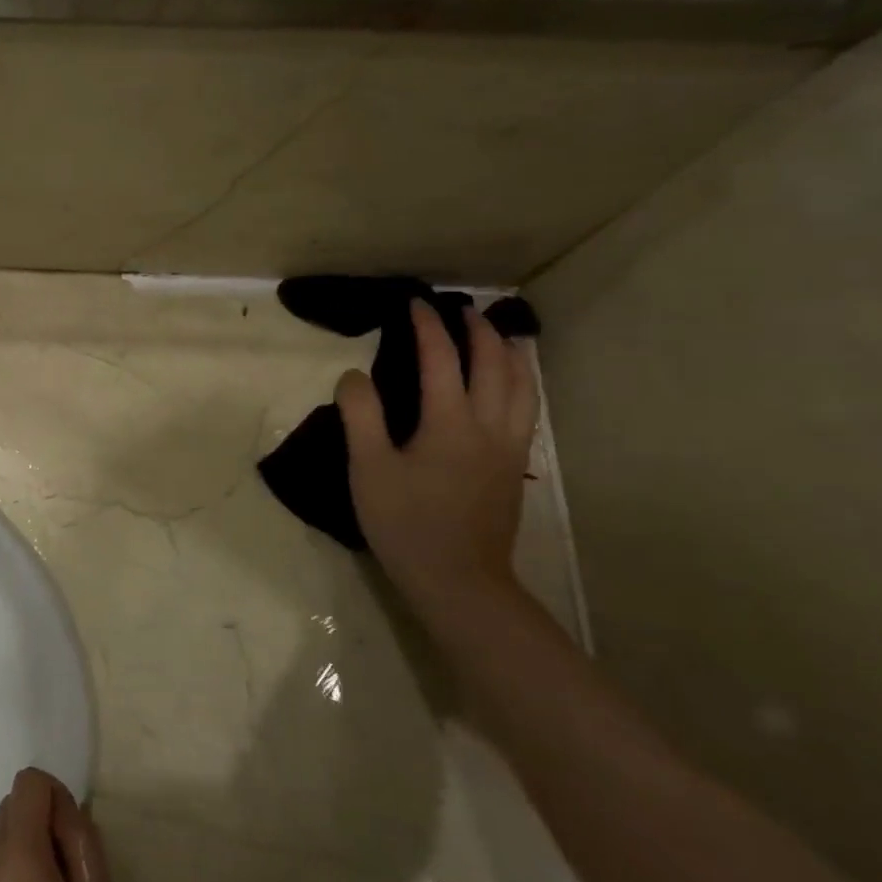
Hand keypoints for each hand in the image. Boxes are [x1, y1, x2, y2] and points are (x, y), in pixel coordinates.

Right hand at [336, 301, 538, 620]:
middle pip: (494, 365)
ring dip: (511, 354)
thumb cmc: (405, 522)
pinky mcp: (514, 468)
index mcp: (449, 422)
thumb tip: (354, 375)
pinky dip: (522, 384)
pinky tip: (512, 388)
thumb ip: (361, 415)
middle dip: (477, 331)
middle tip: (461, 310)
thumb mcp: (369, 469)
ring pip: (522, 387)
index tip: (414, 303)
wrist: (458, 578)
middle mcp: (489, 426)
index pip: (440, 359)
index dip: (427, 327)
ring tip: (501, 336)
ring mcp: (509, 448)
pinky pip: (527, 410)